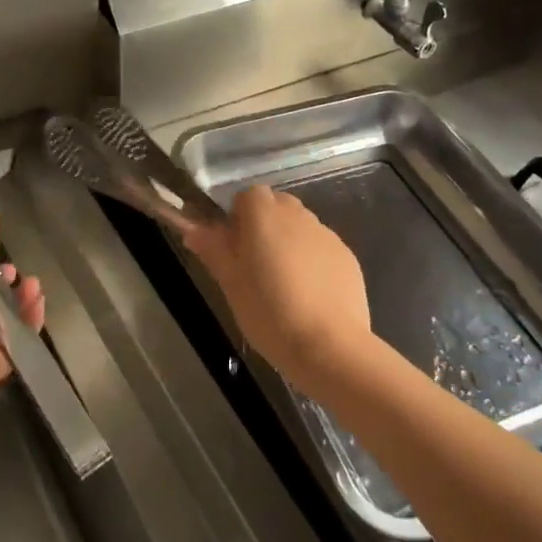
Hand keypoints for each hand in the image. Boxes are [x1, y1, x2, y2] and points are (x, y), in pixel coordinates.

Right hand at [185, 185, 372, 396]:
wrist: (330, 346)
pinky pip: (321, 247)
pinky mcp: (348, 256)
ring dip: (289, 242)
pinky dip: (313, 260)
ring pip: (301, 226)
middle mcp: (298, 215)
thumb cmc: (270, 313)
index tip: (235, 248)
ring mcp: (326, 234)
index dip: (239, 217)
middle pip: (277, 205)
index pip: (248, 195)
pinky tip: (310, 295)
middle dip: (265, 226)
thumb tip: (193, 229)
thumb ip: (214, 250)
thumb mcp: (231, 284)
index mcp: (265, 216)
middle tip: (256, 265)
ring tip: (285, 283)